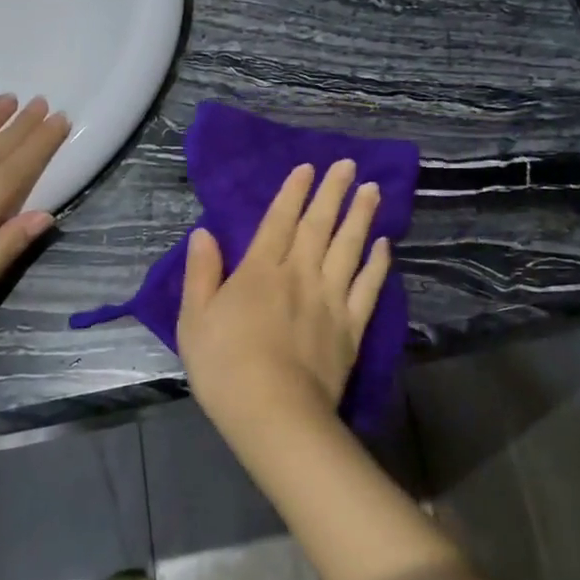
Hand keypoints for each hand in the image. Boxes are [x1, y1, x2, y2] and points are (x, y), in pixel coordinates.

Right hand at [177, 160, 393, 449]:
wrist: (275, 413)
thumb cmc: (225, 368)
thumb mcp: (195, 320)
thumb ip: (201, 273)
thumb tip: (204, 233)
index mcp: (260, 271)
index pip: (279, 221)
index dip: (293, 192)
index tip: (308, 168)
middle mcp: (299, 274)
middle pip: (318, 225)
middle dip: (333, 192)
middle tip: (349, 165)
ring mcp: (330, 298)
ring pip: (349, 248)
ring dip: (361, 217)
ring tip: (373, 190)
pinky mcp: (352, 326)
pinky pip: (368, 287)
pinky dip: (378, 264)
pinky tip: (384, 245)